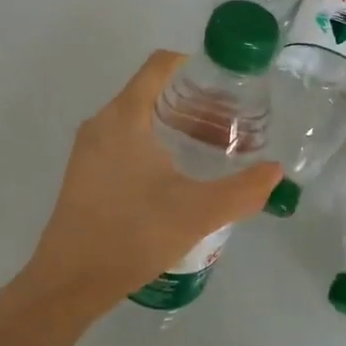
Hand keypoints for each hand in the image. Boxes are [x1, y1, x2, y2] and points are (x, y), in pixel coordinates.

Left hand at [24, 51, 281, 317]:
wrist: (70, 281)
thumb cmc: (133, 234)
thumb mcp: (198, 212)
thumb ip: (243, 190)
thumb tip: (275, 171)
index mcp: (125, 116)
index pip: (161, 65)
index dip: (197, 66)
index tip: (230, 85)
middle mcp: (103, 122)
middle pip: (154, 92)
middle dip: (196, 103)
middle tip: (233, 124)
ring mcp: (90, 149)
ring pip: (140, 119)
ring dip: (178, 126)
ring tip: (214, 150)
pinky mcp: (86, 173)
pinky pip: (126, 142)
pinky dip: (157, 145)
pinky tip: (181, 176)